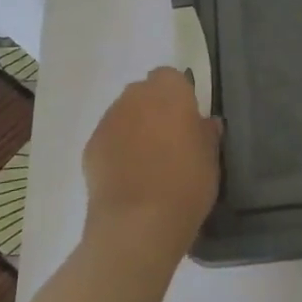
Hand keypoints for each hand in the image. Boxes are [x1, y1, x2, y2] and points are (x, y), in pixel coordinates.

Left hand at [82, 67, 222, 259]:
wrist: (137, 224)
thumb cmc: (185, 184)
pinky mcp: (90, 147)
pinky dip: (116, 151)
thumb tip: (205, 123)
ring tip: (146, 163)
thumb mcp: (211, 159)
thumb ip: (206, 133)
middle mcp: (135, 96)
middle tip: (169, 141)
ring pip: (124, 115)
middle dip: (154, 109)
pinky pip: (108, 139)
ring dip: (134, 128)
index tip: (187, 120)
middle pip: (144, 93)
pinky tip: (127, 178)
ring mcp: (108, 120)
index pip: (171, 77)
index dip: (178, 96)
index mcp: (169, 91)